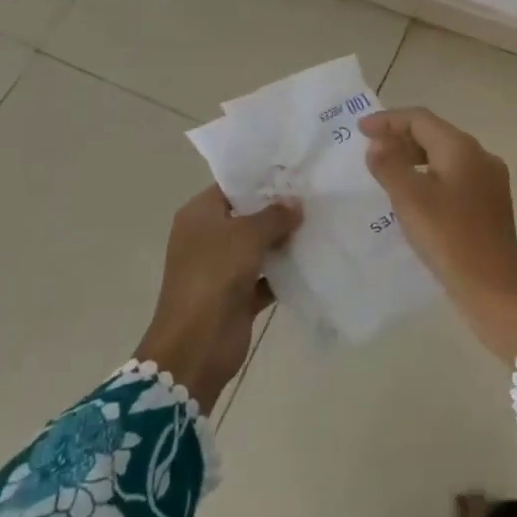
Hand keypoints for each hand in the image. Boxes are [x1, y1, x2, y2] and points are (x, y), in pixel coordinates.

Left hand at [136, 185, 300, 412]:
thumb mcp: (247, 235)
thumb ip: (275, 215)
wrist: (197, 344)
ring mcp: (222, 268)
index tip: (294, 172)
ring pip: (258, 246)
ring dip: (284, 240)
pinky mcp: (237, 295)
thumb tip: (296, 203)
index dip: (261, 179)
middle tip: (314, 196)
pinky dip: (284, 271)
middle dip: (278, 209)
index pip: (232, 186)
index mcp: (199, 215)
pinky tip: (313, 258)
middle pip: (247, 215)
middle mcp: (208, 237)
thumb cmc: (215, 275)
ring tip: (319, 222)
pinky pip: (266, 276)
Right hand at [360, 107, 516, 364]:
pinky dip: (431, 176)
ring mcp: (490, 180)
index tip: (360, 130)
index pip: (421, 119)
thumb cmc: (449, 238)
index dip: (388, 120)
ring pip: (446, 156)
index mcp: (462, 148)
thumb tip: (378, 142)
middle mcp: (481, 156)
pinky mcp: (491, 203)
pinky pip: (455, 176)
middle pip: (435, 134)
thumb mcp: (410, 199)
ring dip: (415, 157)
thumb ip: (390, 164)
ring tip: (388, 172)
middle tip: (371, 151)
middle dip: (401, 137)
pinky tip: (416, 196)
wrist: (494, 289)